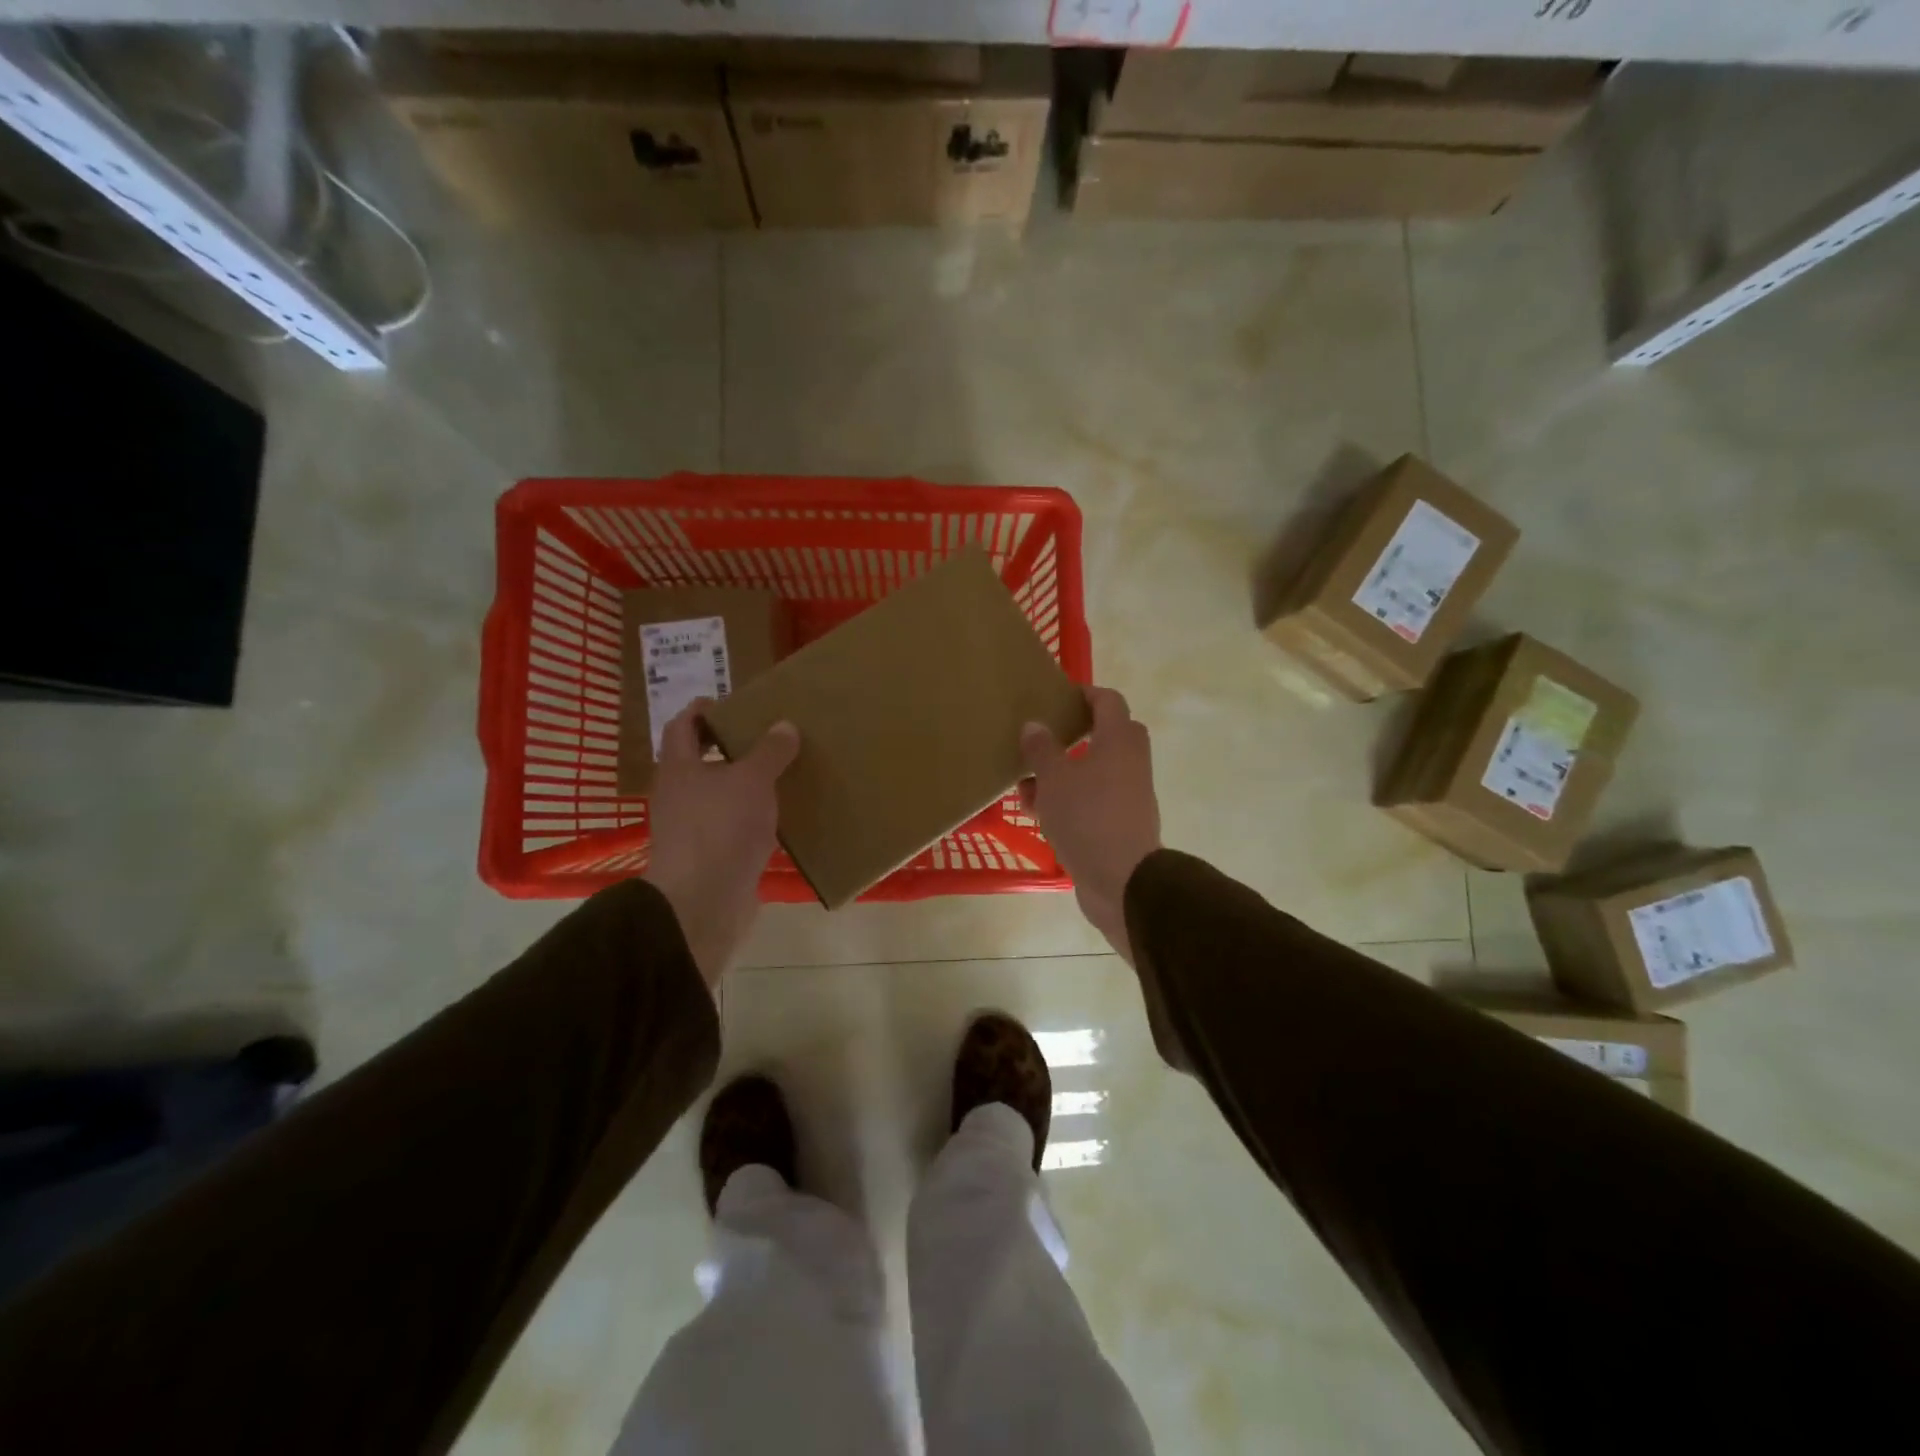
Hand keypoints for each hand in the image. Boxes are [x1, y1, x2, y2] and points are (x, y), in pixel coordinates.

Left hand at [646, 701, 799, 988]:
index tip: (734, 703)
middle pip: (702, 760)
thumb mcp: (751, 780)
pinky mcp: (713, 856)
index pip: (683, 725)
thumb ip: (769, 752)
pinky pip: (735, 826)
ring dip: (747, 784)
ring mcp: (694, 828)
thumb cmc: (720, 828)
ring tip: (784, 772)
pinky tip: (783, 815)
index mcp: (679, 768)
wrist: (703, 903)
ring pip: (721, 795)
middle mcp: (680, 795)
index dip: (704, 710)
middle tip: (770, 736)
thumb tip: (784, 725)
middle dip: (732, 747)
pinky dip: (755, 817)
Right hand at [1020, 687, 1161, 965]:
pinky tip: (1036, 811)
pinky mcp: (1118, 824)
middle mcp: (1129, 763)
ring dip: (1062, 772)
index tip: (1059, 696)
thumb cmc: (1087, 817)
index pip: (1108, 702)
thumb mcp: (1054, 779)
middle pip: (1104, 736)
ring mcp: (1127, 796)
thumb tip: (1034, 724)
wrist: (1122, 881)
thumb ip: (1042, 749)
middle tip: (1043, 736)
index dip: (1085, 693)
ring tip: (1025, 780)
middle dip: (1072, 735)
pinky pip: (1090, 801)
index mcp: (1119, 741)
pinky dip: (1067, 800)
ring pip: (1092, 772)